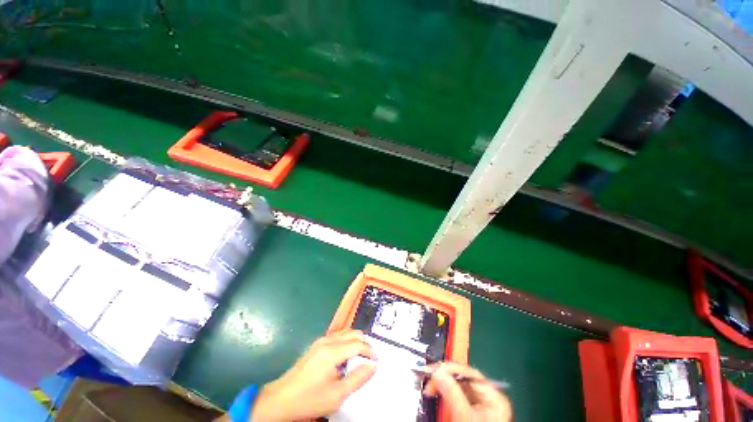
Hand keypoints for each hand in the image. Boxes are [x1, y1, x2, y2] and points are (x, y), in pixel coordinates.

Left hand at [250, 329, 375, 421]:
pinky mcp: (316, 345)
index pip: (357, 343)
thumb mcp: (337, 395)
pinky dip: (346, 341)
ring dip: (355, 341)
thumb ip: (357, 379)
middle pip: (352, 333)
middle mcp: (327, 340)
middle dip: (364, 343)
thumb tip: (372, 366)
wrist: (280, 400)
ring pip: (345, 332)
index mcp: (332, 351)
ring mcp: (320, 341)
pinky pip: (337, 336)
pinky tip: (345, 355)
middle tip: (369, 358)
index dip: (369, 350)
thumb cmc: (309, 399)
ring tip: (360, 356)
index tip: (376, 360)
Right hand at [424, 362, 512, 421]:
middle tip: (428, 380)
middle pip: (463, 379)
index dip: (449, 369)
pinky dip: (445, 395)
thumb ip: (451, 392)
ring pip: (458, 387)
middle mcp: (488, 398)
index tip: (432, 372)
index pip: (468, 372)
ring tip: (430, 388)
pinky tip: (437, 395)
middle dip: (444, 378)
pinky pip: (457, 396)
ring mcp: (481, 406)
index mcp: (493, 397)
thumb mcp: (464, 417)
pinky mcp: (472, 413)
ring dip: (443, 385)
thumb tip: (437, 371)